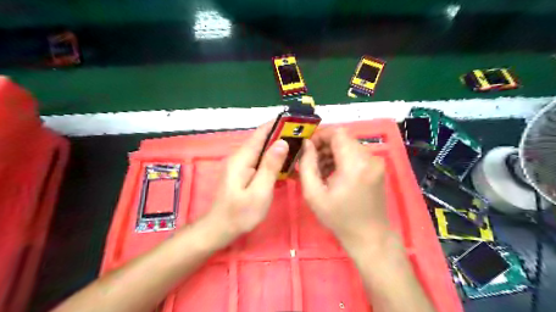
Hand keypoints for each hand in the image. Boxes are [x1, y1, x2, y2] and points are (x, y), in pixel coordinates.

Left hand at [205, 121, 291, 246]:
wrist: (220, 228)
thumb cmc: (240, 214)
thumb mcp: (259, 192)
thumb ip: (270, 167)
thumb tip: (282, 142)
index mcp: (242, 158)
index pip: (261, 133)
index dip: (278, 124)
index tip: (296, 120)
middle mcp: (240, 156)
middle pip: (263, 139)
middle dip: (282, 135)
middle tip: (304, 135)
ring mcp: (241, 164)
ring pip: (262, 149)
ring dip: (279, 147)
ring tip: (299, 147)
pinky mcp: (243, 171)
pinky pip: (260, 159)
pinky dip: (273, 158)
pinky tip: (286, 164)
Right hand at [299, 127, 387, 250]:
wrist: (369, 236)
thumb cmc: (339, 218)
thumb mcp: (314, 194)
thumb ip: (307, 165)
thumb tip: (306, 144)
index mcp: (354, 164)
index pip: (337, 133)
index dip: (320, 135)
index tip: (307, 148)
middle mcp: (369, 157)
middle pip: (343, 138)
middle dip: (324, 145)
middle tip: (311, 161)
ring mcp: (376, 161)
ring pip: (348, 145)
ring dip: (332, 152)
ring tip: (320, 170)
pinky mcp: (377, 167)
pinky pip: (355, 153)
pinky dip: (341, 158)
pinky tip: (332, 173)